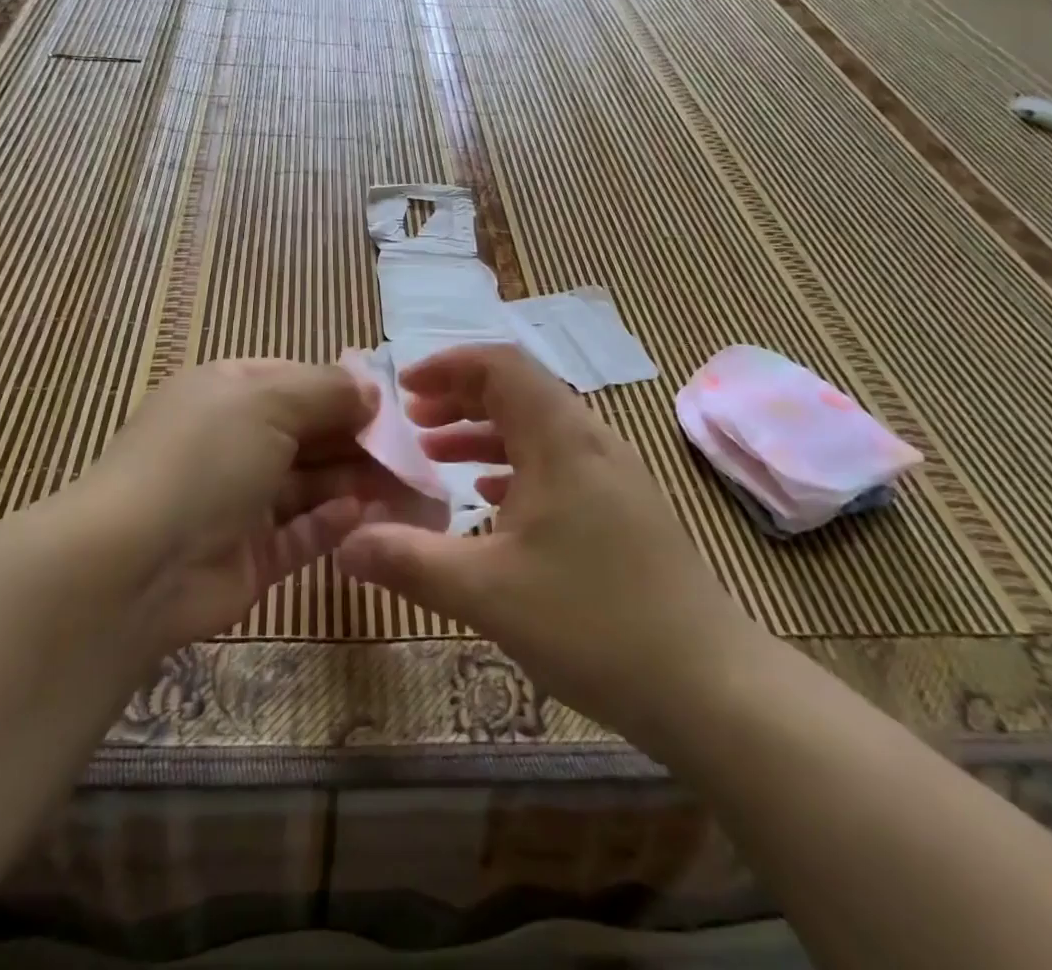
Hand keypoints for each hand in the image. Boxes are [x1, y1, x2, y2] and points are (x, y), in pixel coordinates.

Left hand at [80, 359, 400, 650]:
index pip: (298, 382)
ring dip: (355, 483)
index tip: (391, 407)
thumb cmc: (205, 458)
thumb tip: (371, 390)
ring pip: (311, 486)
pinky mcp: (250, 557)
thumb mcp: (268, 400)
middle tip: (413, 454)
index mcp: (229, 394)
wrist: (134, 565)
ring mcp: (240, 502)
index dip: (344, 392)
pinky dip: (333, 524)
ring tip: (406, 487)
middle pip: (310, 435)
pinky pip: (302, 534)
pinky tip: (364, 516)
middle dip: (359, 441)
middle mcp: (234, 442)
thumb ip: (327, 390)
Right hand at [336, 345, 757, 744]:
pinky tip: (490, 503)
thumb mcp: (485, 592)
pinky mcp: (625, 507)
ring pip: (538, 428)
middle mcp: (590, 440)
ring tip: (437, 457)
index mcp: (560, 438)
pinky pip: (558, 462)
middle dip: (459, 399)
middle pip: (518, 390)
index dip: (447, 366)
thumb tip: (343, 543)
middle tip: (412, 424)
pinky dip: (515, 466)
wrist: (709, 686)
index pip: (500, 365)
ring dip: (484, 433)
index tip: (404, 391)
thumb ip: (407, 561)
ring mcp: (614, 474)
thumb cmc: (592, 623)